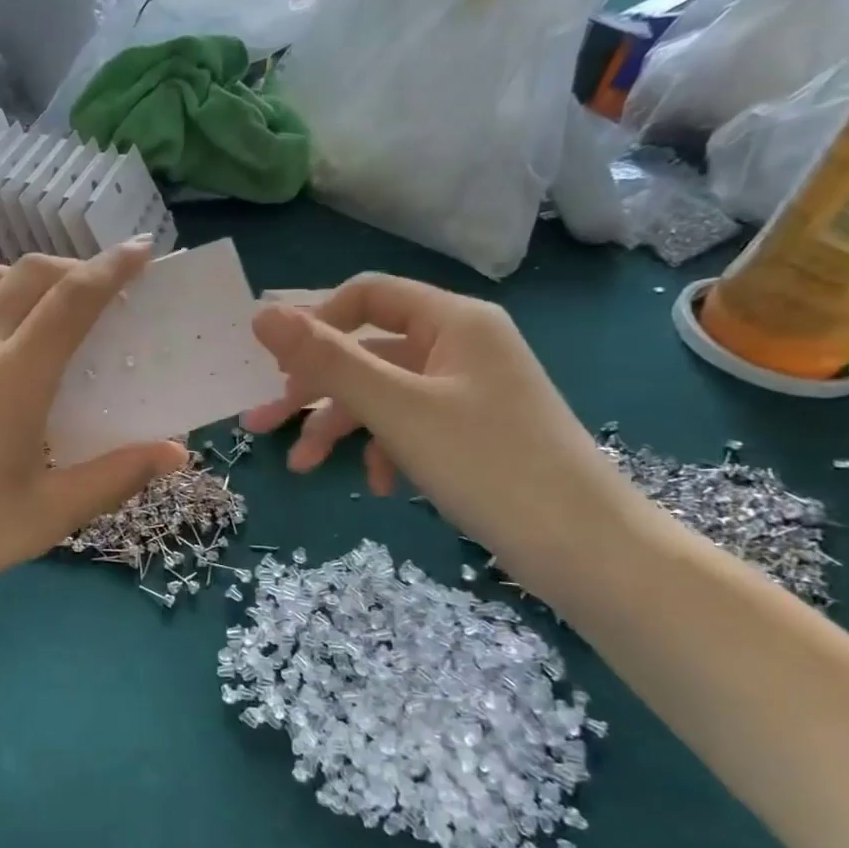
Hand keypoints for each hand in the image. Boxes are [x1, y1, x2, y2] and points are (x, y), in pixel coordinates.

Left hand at [0, 240, 186, 624]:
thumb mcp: (46, 516)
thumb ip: (115, 477)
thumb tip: (177, 454)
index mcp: (14, 377)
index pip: (73, 299)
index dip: (113, 268)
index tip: (143, 250)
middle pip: (31, 274)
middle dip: (76, 267)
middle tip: (108, 291)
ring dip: (30, 278)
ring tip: (54, 309)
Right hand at [240, 274, 643, 598]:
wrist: (587, 551)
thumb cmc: (488, 465)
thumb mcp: (396, 409)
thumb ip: (327, 360)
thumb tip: (261, 314)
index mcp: (453, 322)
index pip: (367, 296)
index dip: (315, 324)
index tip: (274, 366)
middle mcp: (460, 347)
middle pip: (368, 352)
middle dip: (313, 390)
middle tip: (262, 425)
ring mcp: (468, 392)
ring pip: (384, 395)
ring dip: (340, 428)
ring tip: (303, 468)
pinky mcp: (471, 433)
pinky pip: (410, 426)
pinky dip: (384, 450)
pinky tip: (378, 486)